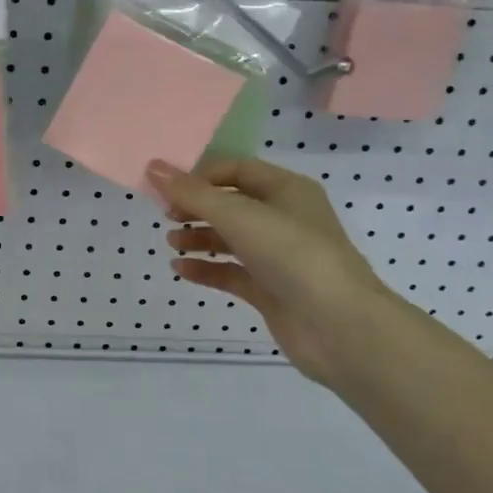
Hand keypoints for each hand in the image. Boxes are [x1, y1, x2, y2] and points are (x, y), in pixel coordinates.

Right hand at [148, 156, 400, 387]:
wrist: (339, 326)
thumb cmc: (292, 254)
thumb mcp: (238, 215)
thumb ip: (192, 193)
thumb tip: (153, 166)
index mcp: (286, 190)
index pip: (235, 169)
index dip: (199, 174)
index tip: (166, 188)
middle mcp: (284, 218)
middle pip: (231, 203)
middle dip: (197, 206)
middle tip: (166, 214)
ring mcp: (278, 256)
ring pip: (230, 238)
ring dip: (199, 237)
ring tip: (172, 242)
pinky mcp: (271, 289)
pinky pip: (232, 272)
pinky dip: (206, 269)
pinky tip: (181, 270)